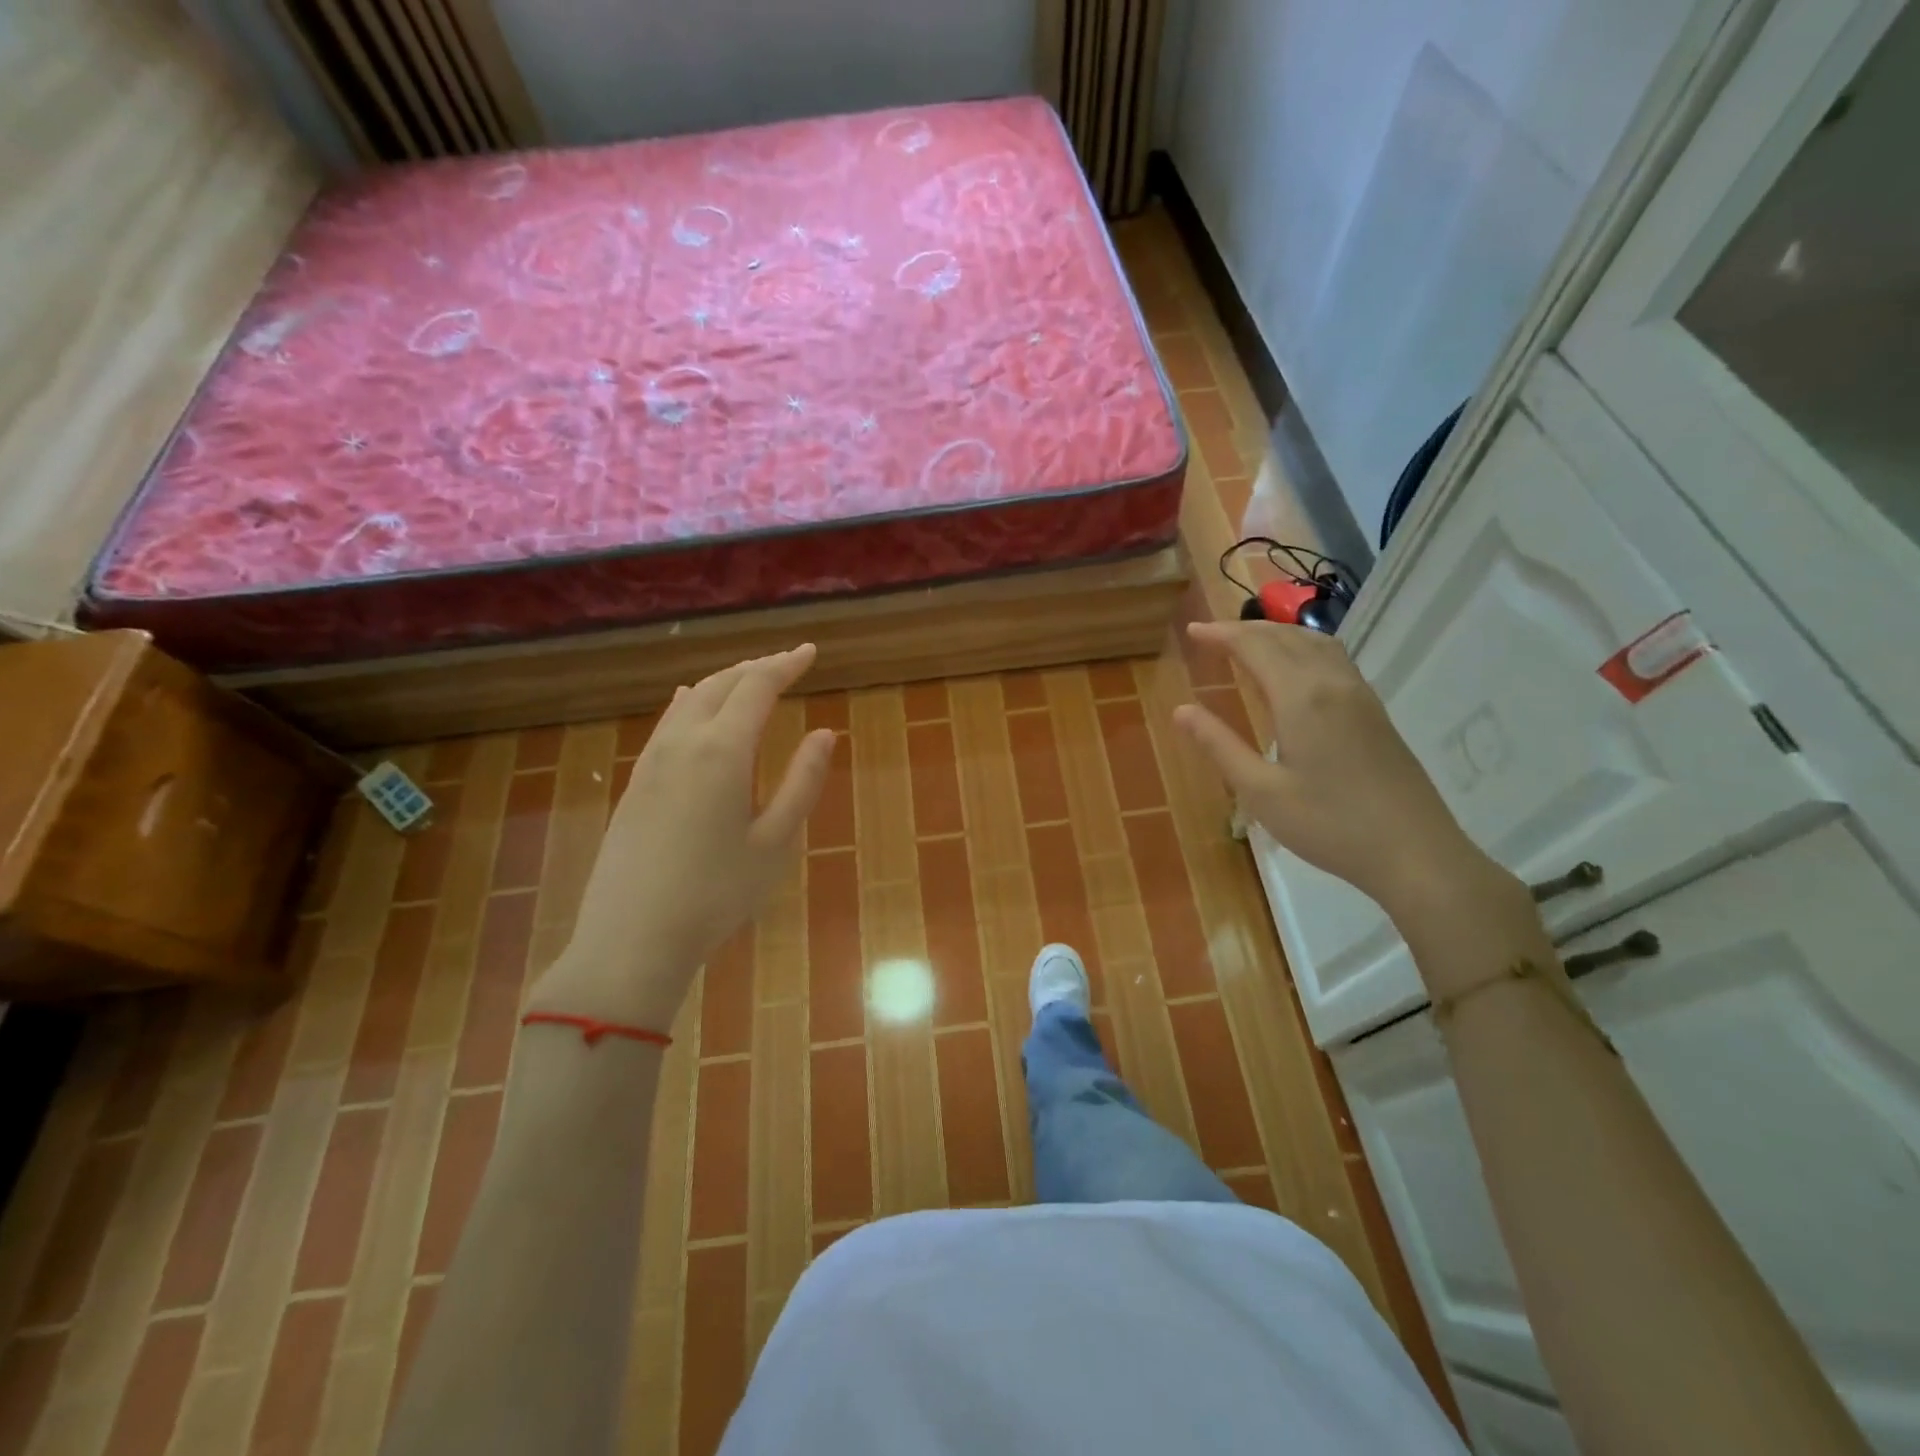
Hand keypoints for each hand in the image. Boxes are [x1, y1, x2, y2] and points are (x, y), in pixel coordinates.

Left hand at [530, 645, 835, 1030]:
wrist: (632, 938)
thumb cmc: (717, 893)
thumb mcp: (776, 841)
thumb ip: (802, 781)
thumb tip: (825, 734)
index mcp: (722, 751)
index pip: (757, 687)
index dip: (786, 665)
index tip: (810, 652)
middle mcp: (683, 743)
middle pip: (721, 685)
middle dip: (756, 668)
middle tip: (787, 664)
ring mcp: (652, 762)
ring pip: (690, 701)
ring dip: (724, 684)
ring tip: (749, 682)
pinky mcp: (635, 784)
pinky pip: (668, 723)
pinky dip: (692, 704)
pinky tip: (693, 704)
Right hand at [1175, 620, 1505, 920]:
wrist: (1415, 852)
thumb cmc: (1329, 825)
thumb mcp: (1261, 791)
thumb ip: (1220, 746)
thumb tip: (1181, 711)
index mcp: (1301, 697)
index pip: (1255, 647)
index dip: (1221, 634)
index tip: (1192, 631)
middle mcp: (1332, 683)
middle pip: (1286, 637)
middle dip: (1245, 629)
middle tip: (1211, 634)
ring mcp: (1360, 695)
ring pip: (1316, 642)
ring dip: (1278, 633)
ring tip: (1249, 642)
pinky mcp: (1374, 712)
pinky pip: (1334, 659)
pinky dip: (1303, 648)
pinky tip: (1295, 670)